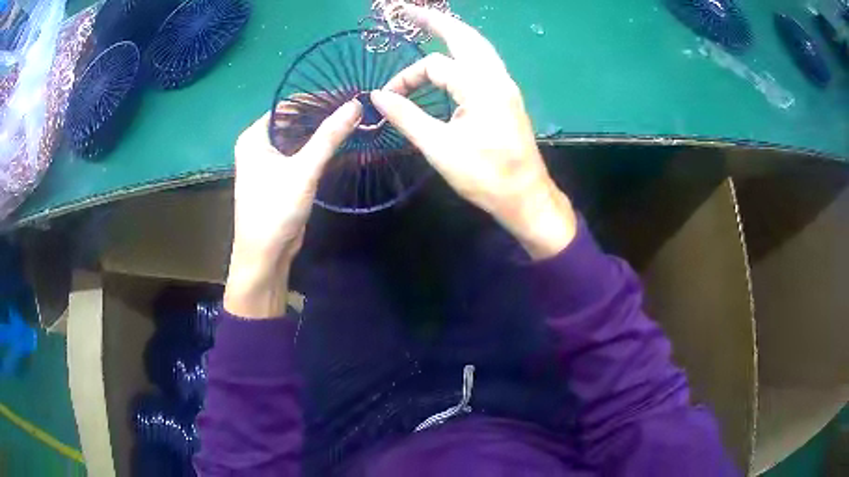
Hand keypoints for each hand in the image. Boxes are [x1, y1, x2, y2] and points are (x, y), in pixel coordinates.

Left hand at [224, 100, 361, 317]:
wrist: (265, 256)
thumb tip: (356, 104)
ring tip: (353, 121)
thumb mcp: (303, 170)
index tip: (347, 94)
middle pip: (293, 120)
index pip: (288, 105)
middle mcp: (259, 144)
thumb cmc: (275, 209)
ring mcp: (268, 161)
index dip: (317, 98)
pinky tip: (340, 143)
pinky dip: (318, 148)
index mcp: (254, 136)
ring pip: (298, 137)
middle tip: (354, 108)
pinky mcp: (279, 177)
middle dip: (322, 114)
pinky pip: (300, 153)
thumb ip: (329, 136)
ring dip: (322, 132)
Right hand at [371, 6, 576, 259]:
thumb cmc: (485, 176)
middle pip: (465, 36)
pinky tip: (453, 55)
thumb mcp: (439, 148)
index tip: (388, 98)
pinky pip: (484, 61)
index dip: (406, 78)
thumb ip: (407, 117)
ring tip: (429, 24)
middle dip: (436, 21)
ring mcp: (505, 85)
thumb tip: (377, 96)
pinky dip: (465, 50)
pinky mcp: (507, 95)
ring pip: (478, 46)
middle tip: (409, 10)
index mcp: (480, 87)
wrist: (525, 196)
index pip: (435, 66)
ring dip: (453, 32)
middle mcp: (496, 77)